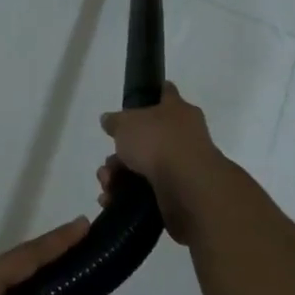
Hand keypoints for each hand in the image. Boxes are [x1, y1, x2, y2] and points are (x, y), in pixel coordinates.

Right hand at [98, 82, 227, 242]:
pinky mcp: (176, 194)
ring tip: (107, 186)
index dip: (147, 97)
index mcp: (177, 111)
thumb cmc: (159, 142)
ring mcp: (181, 167)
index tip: (128, 107)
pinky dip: (126, 197)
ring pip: (142, 168)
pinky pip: (145, 193)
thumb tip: (109, 120)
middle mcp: (183, 136)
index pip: (164, 94)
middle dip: (120, 154)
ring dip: (118, 177)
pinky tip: (111, 200)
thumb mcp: (127, 123)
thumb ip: (115, 121)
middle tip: (108, 164)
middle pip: (145, 139)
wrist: (187, 187)